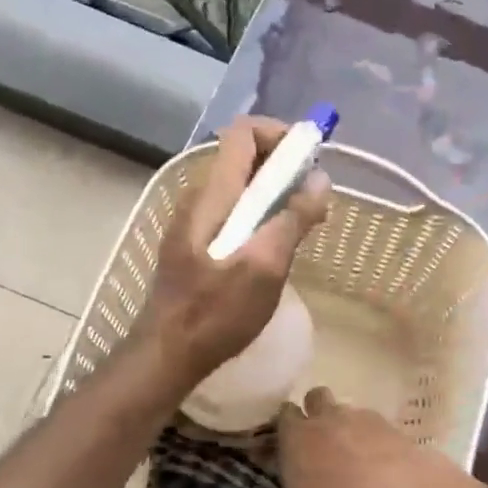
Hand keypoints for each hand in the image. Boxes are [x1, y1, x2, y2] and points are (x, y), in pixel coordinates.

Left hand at [139, 116, 330, 389]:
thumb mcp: (265, 267)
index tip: (311, 159)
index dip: (280, 133)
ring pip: (240, 189)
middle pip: (244, 158)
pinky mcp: (196, 247)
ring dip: (275, 194)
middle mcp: (200, 199)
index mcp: (214, 195)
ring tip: (303, 224)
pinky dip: (261, 216)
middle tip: (315, 197)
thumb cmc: (216, 313)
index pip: (244, 132)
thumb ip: (293, 220)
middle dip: (284, 166)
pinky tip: (276, 249)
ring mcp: (195, 224)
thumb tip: (320, 180)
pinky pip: (234, 214)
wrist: (167, 354)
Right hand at [248, 388, 466, 487]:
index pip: (284, 414)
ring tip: (352, 457)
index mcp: (297, 435)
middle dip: (315, 411)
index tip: (285, 443)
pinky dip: (376, 441)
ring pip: (349, 410)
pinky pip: (378, 427)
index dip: (284, 425)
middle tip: (317, 442)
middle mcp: (328, 418)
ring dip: (347, 426)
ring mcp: (364, 419)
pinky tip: (380, 465)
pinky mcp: (395, 429)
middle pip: (316, 397)